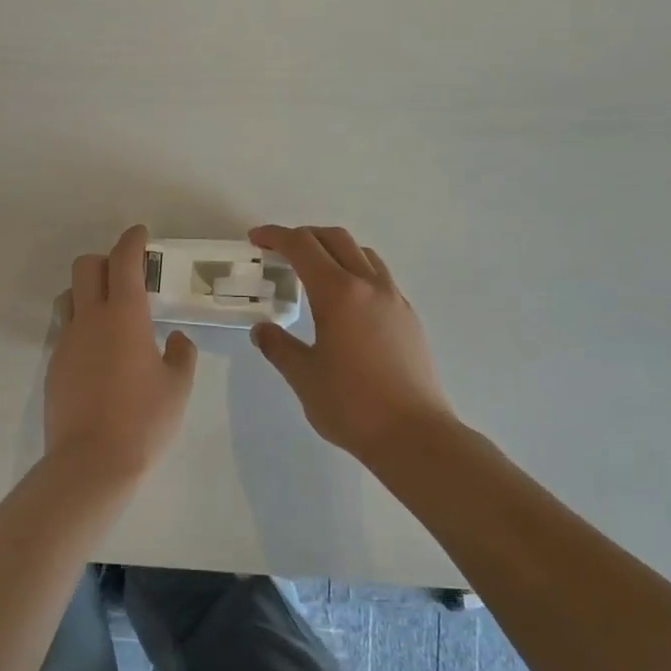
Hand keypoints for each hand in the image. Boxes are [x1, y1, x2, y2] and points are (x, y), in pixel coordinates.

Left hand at [45, 225, 197, 481]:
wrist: (91, 461)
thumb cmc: (144, 420)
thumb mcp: (178, 387)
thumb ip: (180, 354)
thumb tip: (175, 339)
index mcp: (124, 316)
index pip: (124, 261)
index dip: (132, 241)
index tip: (140, 235)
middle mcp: (90, 319)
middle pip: (85, 267)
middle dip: (106, 260)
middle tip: (127, 276)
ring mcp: (66, 341)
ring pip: (69, 296)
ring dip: (87, 290)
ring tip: (109, 312)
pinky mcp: (54, 365)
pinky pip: (65, 329)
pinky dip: (80, 325)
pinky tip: (98, 351)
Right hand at [248, 225, 456, 461]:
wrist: (414, 435)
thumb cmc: (351, 405)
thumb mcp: (303, 376)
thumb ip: (278, 347)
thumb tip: (263, 330)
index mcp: (339, 293)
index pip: (302, 247)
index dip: (276, 236)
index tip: (256, 239)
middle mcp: (370, 286)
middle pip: (335, 239)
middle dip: (304, 237)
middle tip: (279, 251)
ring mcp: (395, 300)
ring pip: (362, 254)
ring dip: (334, 250)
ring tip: (314, 271)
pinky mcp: (409, 318)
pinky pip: (379, 277)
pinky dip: (355, 272)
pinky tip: (345, 303)